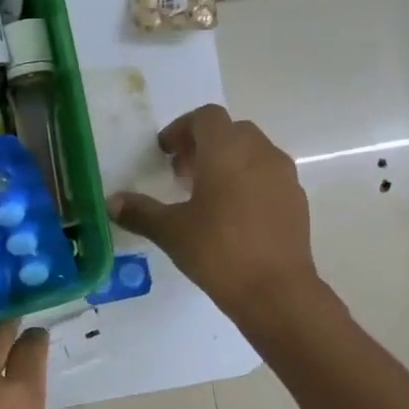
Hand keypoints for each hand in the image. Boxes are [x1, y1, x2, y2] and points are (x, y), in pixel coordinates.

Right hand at [108, 104, 319, 323]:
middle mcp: (260, 152)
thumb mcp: (171, 232)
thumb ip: (140, 212)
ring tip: (206, 197)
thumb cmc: (218, 252)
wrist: (275, 290)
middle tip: (182, 175)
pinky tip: (233, 217)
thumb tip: (112, 202)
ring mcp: (283, 176)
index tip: (165, 153)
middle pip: (231, 132)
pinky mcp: (296, 200)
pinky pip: (268, 177)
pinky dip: (248, 183)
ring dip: (228, 163)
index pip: (206, 117)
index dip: (182, 129)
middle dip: (204, 146)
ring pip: (253, 153)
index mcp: (227, 151)